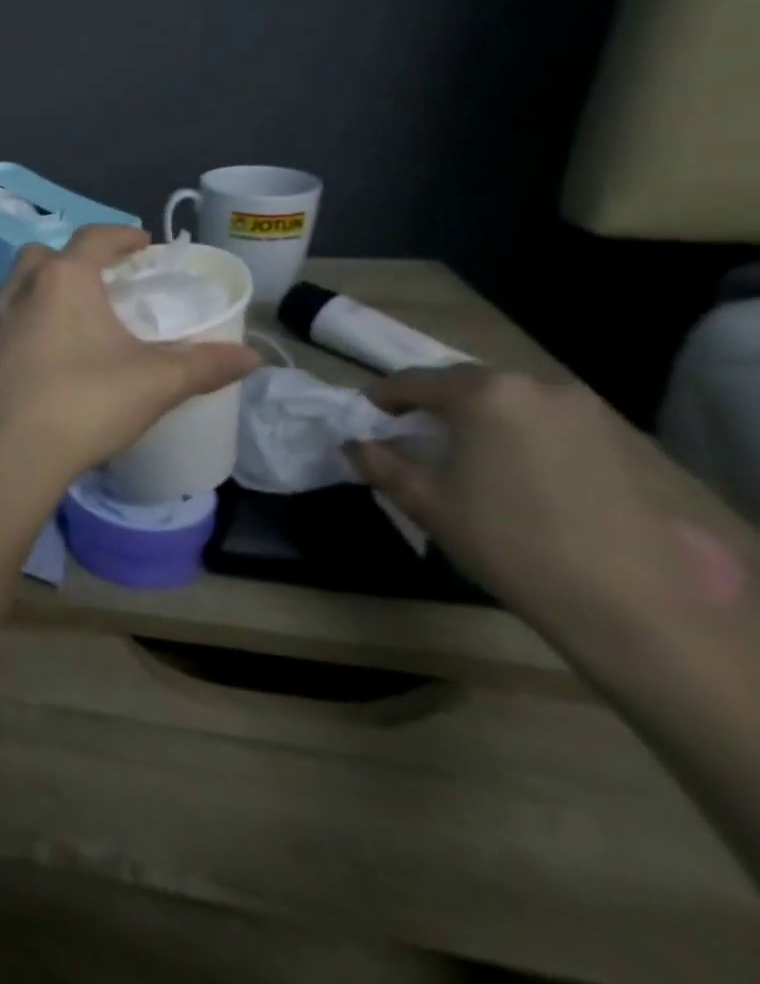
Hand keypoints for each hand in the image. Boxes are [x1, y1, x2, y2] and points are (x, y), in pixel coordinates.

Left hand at [0, 225, 258, 501]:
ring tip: (74, 321)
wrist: (6, 453)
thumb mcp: (155, 383)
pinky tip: (43, 360)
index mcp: (62, 281)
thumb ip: (205, 365)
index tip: (142, 244)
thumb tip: (251, 357)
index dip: (121, 235)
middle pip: (41, 256)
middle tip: (101, 283)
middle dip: (71, 260)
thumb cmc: (84, 404)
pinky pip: (2, 325)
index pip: (93, 238)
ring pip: (15, 289)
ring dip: (42, 292)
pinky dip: (23, 327)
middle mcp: (18, 291)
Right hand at [345, 367, 731, 614]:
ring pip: (509, 402)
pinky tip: (512, 471)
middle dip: (432, 406)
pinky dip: (518, 434)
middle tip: (410, 436)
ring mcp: (587, 412)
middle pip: (465, 385)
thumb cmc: (507, 540)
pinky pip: (547, 422)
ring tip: (462, 454)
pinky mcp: (620, 441)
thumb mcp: (424, 500)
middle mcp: (537, 387)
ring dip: (478, 419)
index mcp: (484, 394)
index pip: (413, 381)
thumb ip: (379, 462)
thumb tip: (355, 444)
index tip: (365, 418)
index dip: (381, 398)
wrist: (629, 603)